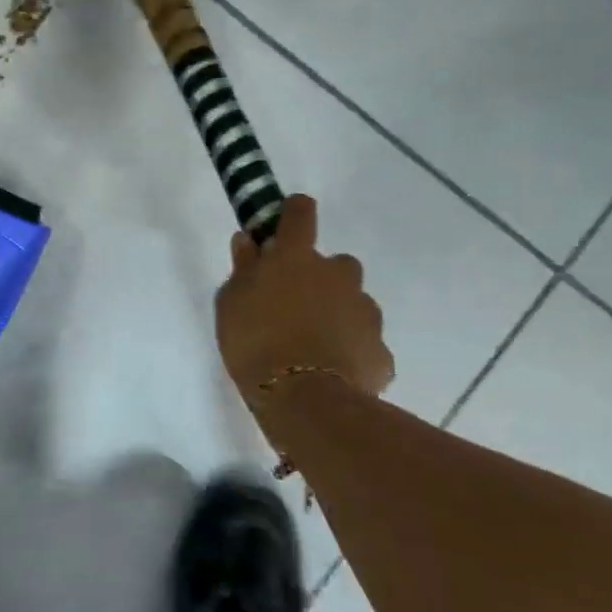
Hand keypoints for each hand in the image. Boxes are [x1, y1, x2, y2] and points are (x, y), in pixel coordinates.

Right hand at [215, 195, 393, 407]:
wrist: (304, 399)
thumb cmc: (255, 342)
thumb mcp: (231, 303)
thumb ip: (243, 268)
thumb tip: (248, 241)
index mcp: (297, 257)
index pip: (301, 212)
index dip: (293, 213)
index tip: (284, 226)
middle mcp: (338, 274)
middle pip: (334, 263)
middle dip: (319, 279)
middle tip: (294, 307)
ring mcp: (365, 311)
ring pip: (352, 302)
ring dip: (336, 314)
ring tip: (312, 346)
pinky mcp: (380, 349)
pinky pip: (363, 341)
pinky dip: (350, 350)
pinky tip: (332, 372)